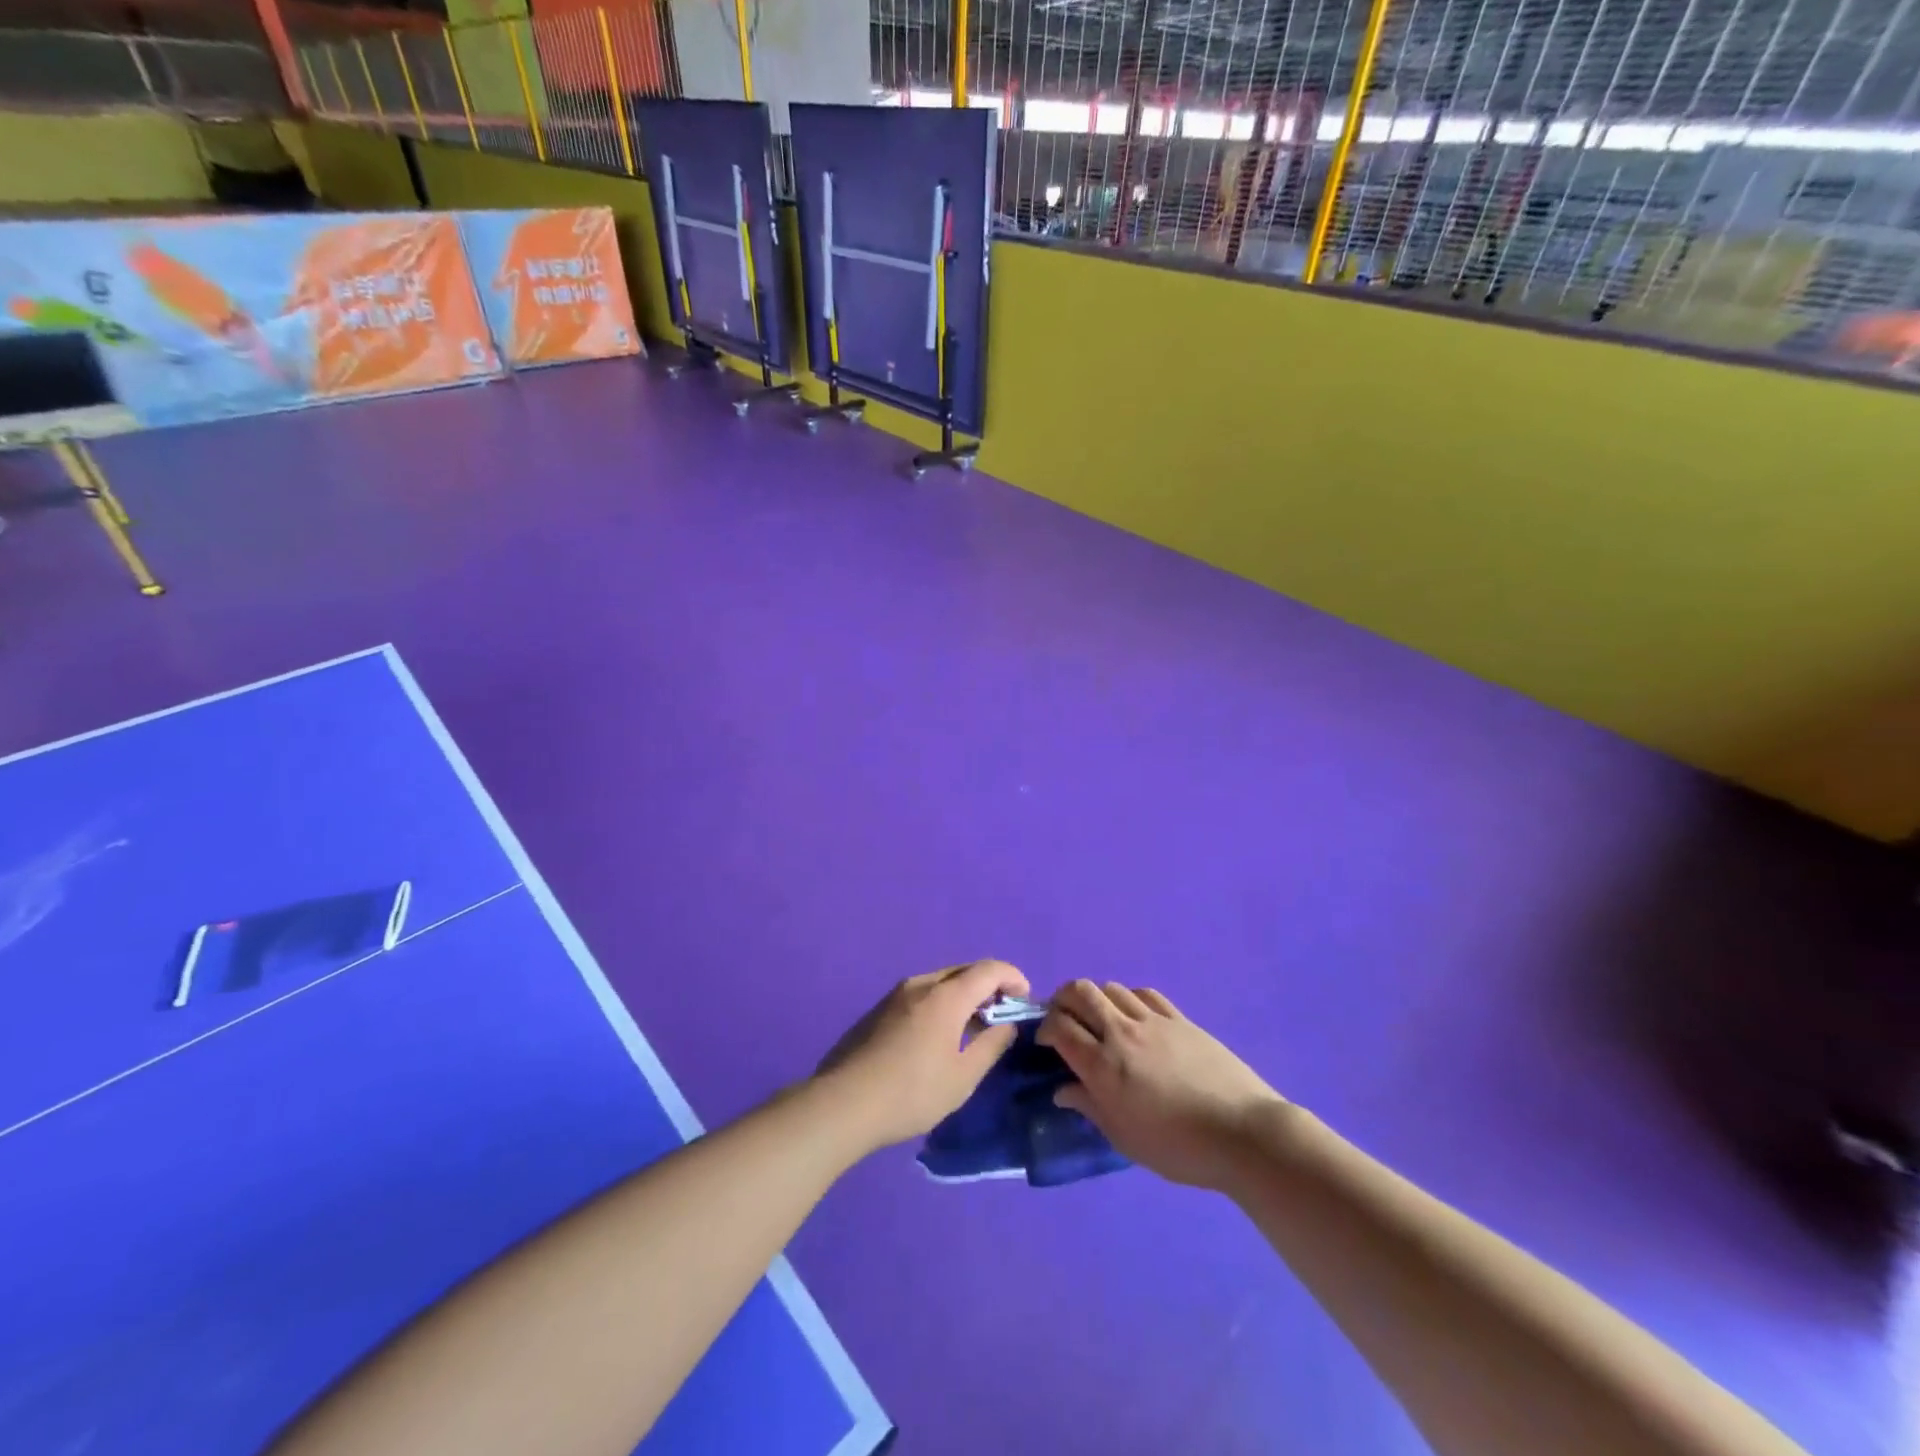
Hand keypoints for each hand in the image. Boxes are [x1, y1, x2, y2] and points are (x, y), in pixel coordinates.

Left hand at [814, 959, 1030, 1153]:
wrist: (844, 1102)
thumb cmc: (912, 1092)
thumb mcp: (962, 1077)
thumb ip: (991, 1045)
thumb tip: (1006, 1025)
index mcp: (946, 996)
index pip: (989, 969)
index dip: (1013, 977)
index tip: (1025, 998)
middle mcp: (921, 984)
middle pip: (964, 970)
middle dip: (989, 985)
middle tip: (1002, 1014)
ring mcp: (896, 994)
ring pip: (940, 981)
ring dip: (963, 994)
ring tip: (972, 1026)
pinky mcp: (879, 1009)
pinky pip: (921, 994)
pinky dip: (941, 1003)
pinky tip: (939, 1034)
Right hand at [1039, 980, 1285, 1190]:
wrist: (1241, 1133)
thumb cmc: (1177, 1147)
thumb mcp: (1124, 1137)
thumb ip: (1089, 1106)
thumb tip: (1062, 1090)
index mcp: (1102, 1065)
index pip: (1060, 1027)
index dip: (1045, 1028)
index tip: (1045, 1042)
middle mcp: (1121, 1033)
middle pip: (1080, 992)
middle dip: (1062, 999)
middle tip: (1064, 1018)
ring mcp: (1152, 1021)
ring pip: (1111, 988)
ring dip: (1096, 997)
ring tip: (1098, 1018)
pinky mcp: (1179, 1018)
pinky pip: (1144, 994)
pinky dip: (1129, 998)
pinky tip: (1133, 1014)